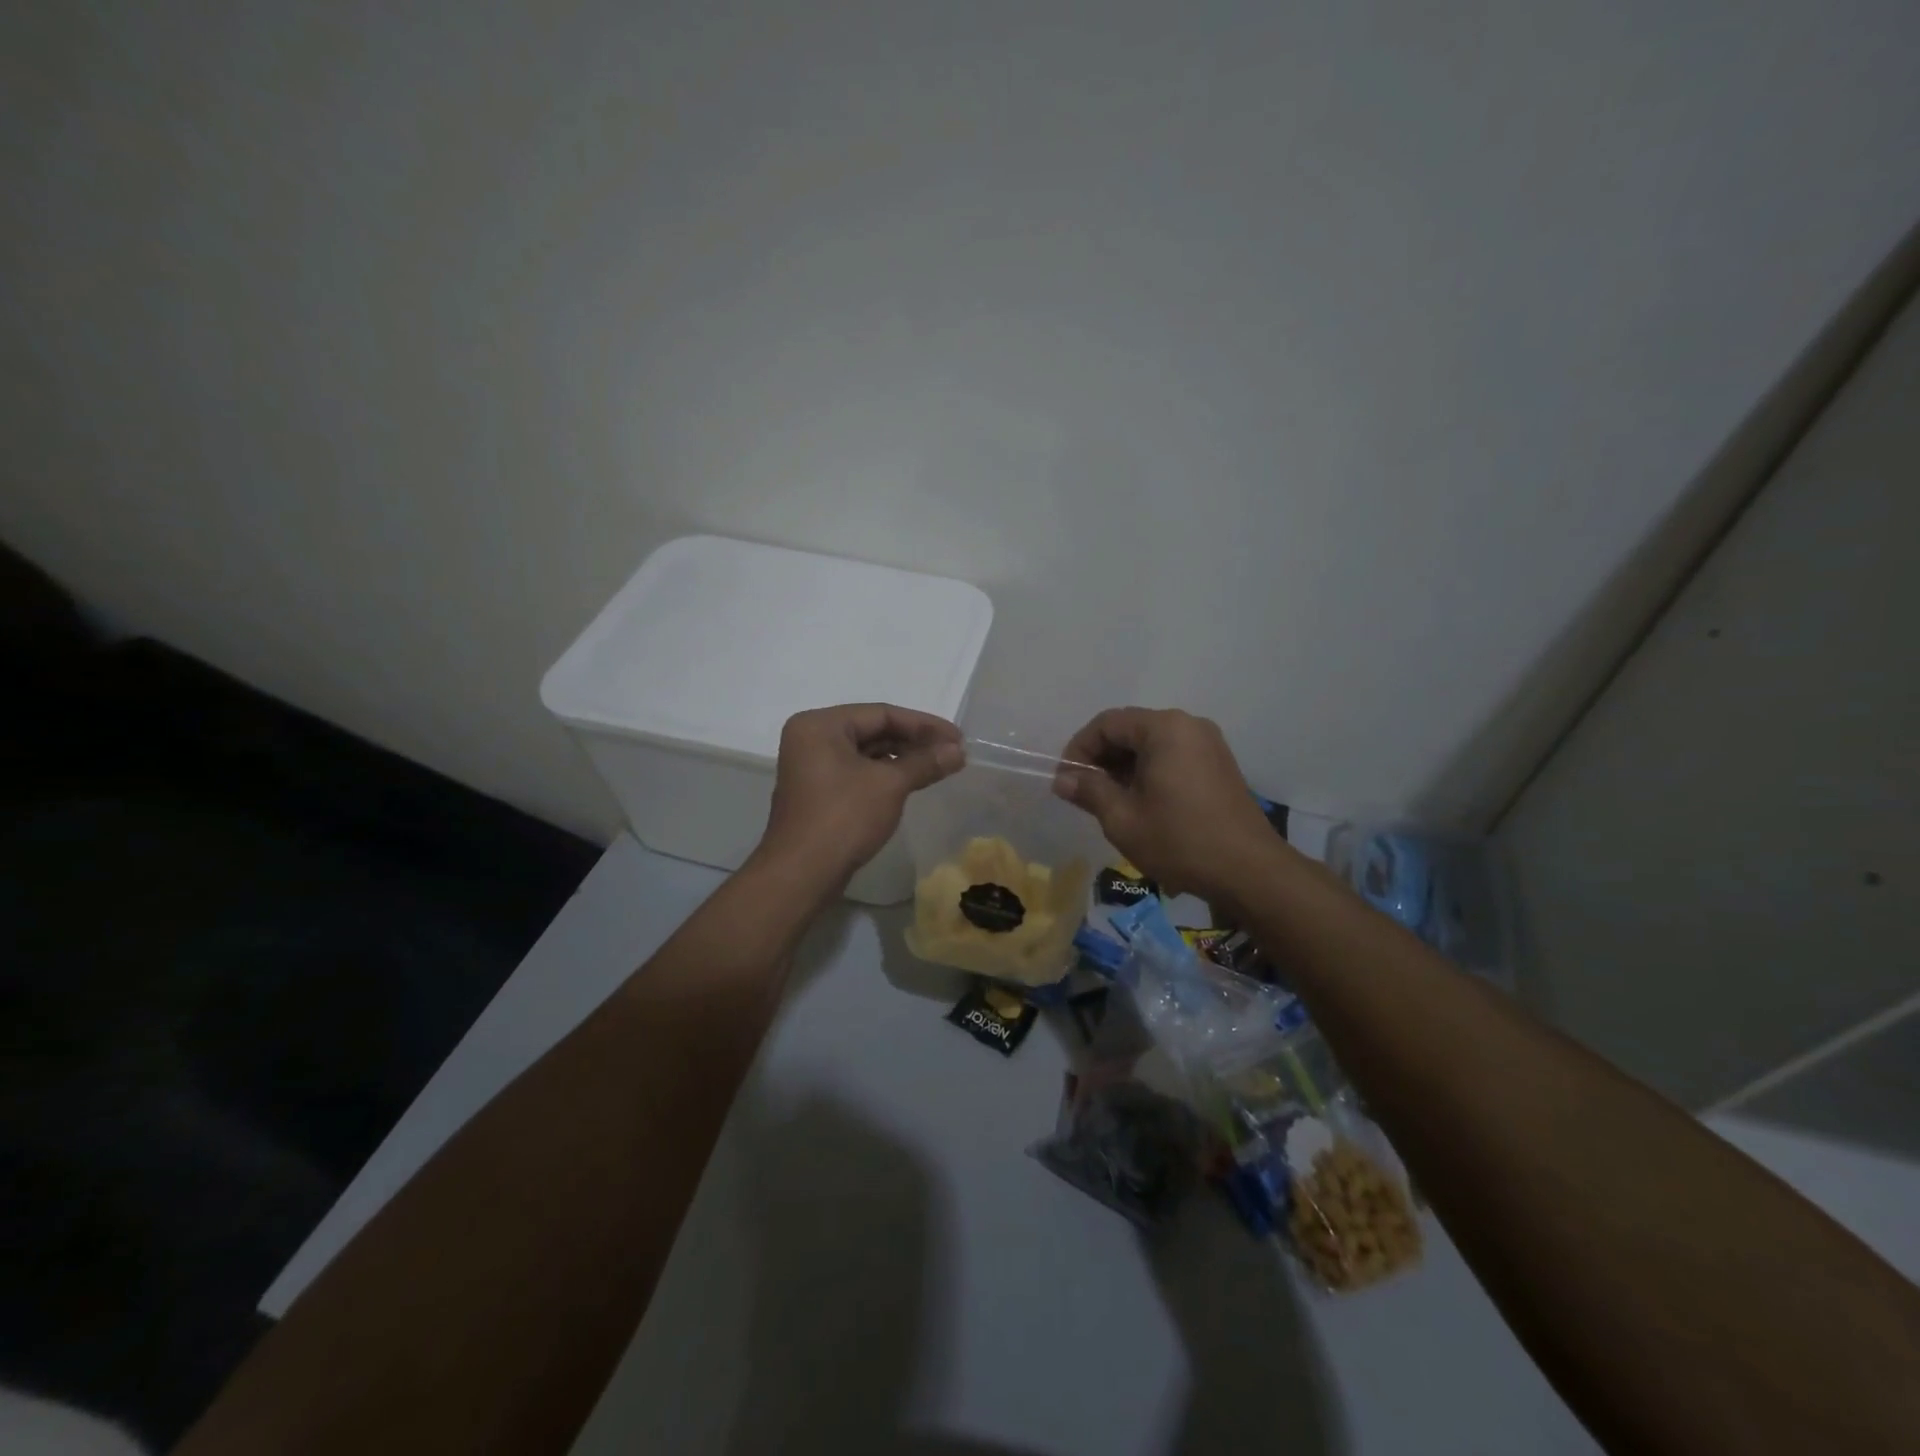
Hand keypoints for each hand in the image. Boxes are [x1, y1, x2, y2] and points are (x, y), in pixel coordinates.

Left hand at [758, 703, 963, 887]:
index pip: (881, 713)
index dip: (924, 725)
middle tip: (953, 753)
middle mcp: (811, 738)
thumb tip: (958, 751)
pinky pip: (858, 773)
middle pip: (873, 731)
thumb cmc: (843, 817)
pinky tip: (914, 782)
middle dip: (915, 742)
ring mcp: (812, 767)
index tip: (958, 737)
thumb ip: (925, 762)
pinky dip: (886, 775)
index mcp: (820, 725)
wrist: (802, 874)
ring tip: (940, 767)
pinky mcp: (818, 792)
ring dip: (903, 760)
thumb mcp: (890, 785)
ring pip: (867, 753)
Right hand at [1054, 707, 1292, 910]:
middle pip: (1130, 730)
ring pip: (1151, 745)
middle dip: (1101, 758)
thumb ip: (1089, 790)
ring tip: (1107, 802)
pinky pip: (1172, 756)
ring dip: (1124, 767)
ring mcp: (1208, 744)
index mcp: (1164, 729)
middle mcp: (1189, 725)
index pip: (1107, 724)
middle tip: (1082, 793)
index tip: (1064, 781)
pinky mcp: (1219, 765)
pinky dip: (1148, 772)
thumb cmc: (1180, 841)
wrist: (1250, 872)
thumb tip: (1063, 779)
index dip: (1079, 749)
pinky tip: (1139, 803)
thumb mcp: (1123, 819)